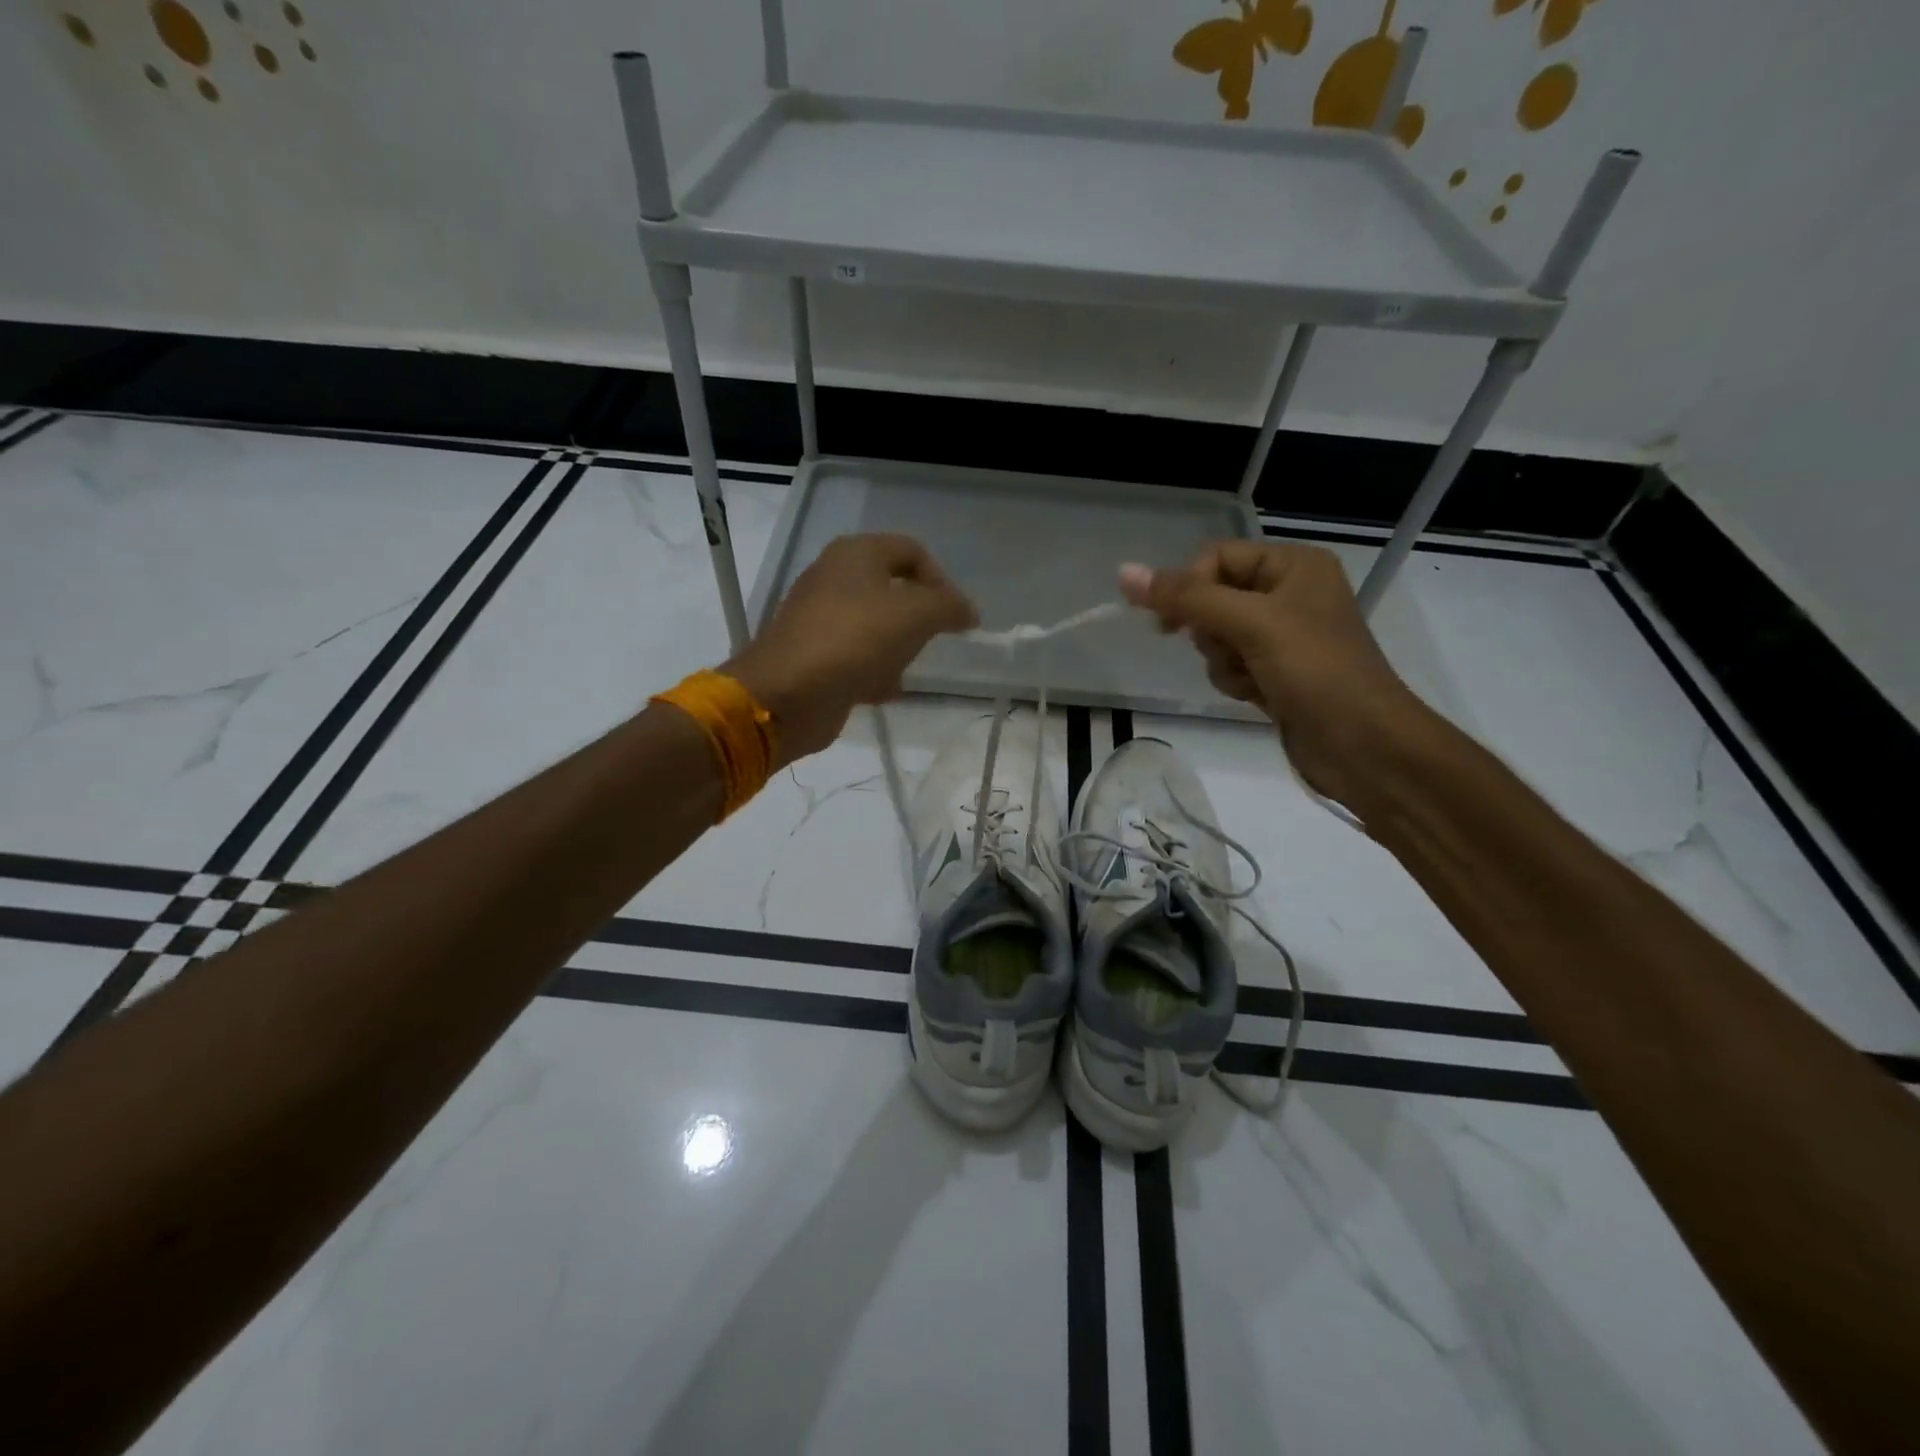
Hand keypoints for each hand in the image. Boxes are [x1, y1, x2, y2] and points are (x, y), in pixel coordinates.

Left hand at [727, 533, 976, 762]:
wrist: (788, 694)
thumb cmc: (855, 640)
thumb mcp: (916, 614)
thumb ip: (949, 606)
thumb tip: (967, 611)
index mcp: (855, 554)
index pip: (912, 551)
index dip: (941, 579)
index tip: (956, 617)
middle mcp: (834, 578)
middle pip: (894, 590)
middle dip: (918, 619)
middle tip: (932, 642)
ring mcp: (820, 618)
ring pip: (876, 627)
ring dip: (897, 650)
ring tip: (903, 670)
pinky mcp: (814, 655)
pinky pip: (856, 657)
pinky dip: (873, 672)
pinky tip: (881, 692)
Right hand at [1120, 541, 1424, 806]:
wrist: (1363, 745)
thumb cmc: (1315, 671)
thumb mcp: (1250, 624)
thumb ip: (1186, 598)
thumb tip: (1124, 572)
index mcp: (1294, 565)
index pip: (1216, 558)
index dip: (1189, 588)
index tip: (1171, 625)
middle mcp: (1290, 592)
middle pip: (1213, 597)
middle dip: (1211, 630)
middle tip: (1231, 649)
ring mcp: (1283, 635)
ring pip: (1217, 636)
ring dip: (1222, 660)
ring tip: (1252, 678)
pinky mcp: (1277, 672)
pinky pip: (1231, 664)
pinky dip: (1234, 680)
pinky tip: (1256, 695)